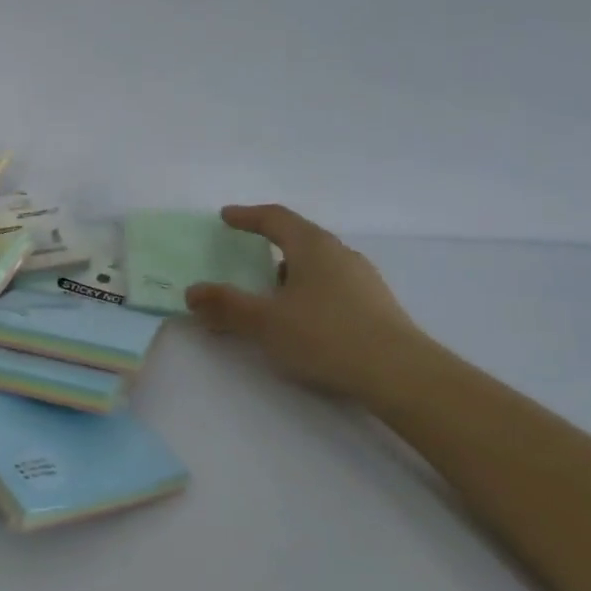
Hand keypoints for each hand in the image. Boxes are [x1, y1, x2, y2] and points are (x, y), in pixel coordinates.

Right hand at [185, 205, 427, 399]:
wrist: (398, 373)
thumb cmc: (325, 336)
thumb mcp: (265, 322)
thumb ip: (226, 306)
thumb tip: (192, 292)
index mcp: (313, 247)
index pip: (276, 219)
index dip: (248, 216)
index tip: (226, 217)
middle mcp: (340, 255)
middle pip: (299, 240)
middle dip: (269, 247)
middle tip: (246, 259)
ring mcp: (362, 280)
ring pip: (317, 267)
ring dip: (289, 276)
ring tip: (270, 298)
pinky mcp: (374, 307)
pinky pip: (331, 289)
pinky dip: (307, 295)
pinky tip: (302, 322)